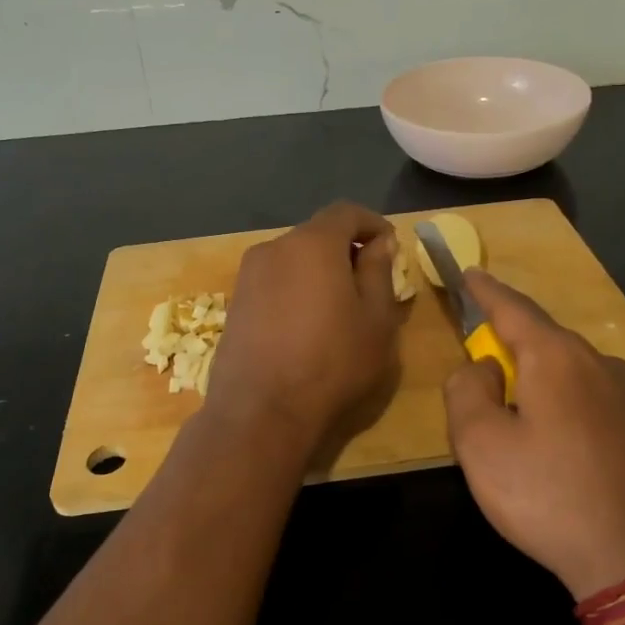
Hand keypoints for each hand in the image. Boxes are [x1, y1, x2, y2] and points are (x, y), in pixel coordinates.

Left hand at [206, 201, 405, 450]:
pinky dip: (296, 290)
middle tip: (370, 282)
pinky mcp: (235, 303)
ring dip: (319, 272)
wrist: (261, 412)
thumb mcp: (376, 320)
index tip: (389, 247)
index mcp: (312, 243)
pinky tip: (307, 326)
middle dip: (346, 250)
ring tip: (339, 309)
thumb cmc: (332, 363)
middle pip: (317, 234)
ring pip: (294, 259)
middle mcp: (274, 248)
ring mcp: (248, 276)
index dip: (372, 224)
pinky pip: (274, 282)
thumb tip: (379, 243)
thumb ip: (379, 272)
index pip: (346, 212)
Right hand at [444, 271, 624, 599]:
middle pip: (546, 341)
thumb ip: (467, 391)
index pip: (514, 308)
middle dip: (514, 345)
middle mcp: (601, 364)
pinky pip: (600, 401)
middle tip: (488, 368)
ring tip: (526, 419)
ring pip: (575, 373)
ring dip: (545, 382)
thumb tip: (484, 366)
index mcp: (557, 358)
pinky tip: (568, 445)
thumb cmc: (550, 496)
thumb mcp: (481, 445)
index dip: (486, 291)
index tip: (470, 273)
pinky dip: (573, 407)